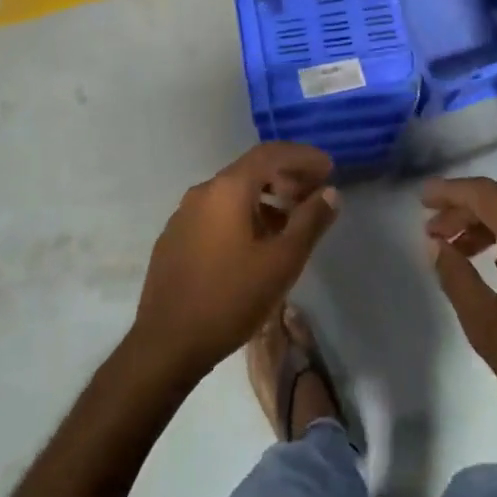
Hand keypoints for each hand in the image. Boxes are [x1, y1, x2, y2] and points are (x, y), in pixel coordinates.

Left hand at [131, 143, 339, 381]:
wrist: (166, 342)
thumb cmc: (230, 298)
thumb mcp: (281, 262)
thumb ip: (309, 222)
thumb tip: (330, 193)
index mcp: (227, 189)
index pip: (270, 154)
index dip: (302, 156)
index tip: (329, 168)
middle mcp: (203, 191)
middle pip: (251, 170)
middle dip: (286, 177)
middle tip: (315, 195)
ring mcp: (184, 214)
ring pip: (233, 193)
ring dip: (266, 199)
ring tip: (291, 222)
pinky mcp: (175, 237)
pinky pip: (216, 213)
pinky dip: (243, 214)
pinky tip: (256, 244)